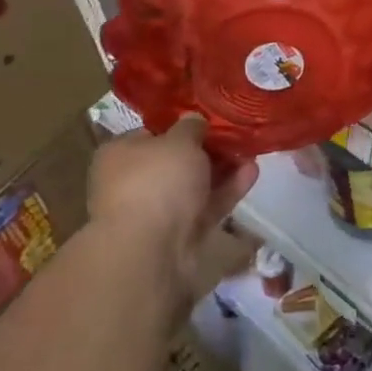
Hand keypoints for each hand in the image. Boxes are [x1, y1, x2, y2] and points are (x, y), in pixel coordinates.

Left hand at [88, 116, 258, 311]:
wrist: (150, 250)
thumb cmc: (157, 180)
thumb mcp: (179, 140)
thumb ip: (191, 127)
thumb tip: (194, 122)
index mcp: (120, 154)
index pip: (151, 133)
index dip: (181, 126)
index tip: (209, 120)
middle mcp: (132, 183)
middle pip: (175, 161)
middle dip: (207, 150)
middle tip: (237, 136)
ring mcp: (155, 212)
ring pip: (193, 186)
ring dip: (222, 170)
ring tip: (251, 152)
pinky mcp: (178, 236)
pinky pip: (205, 207)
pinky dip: (226, 191)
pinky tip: (252, 173)